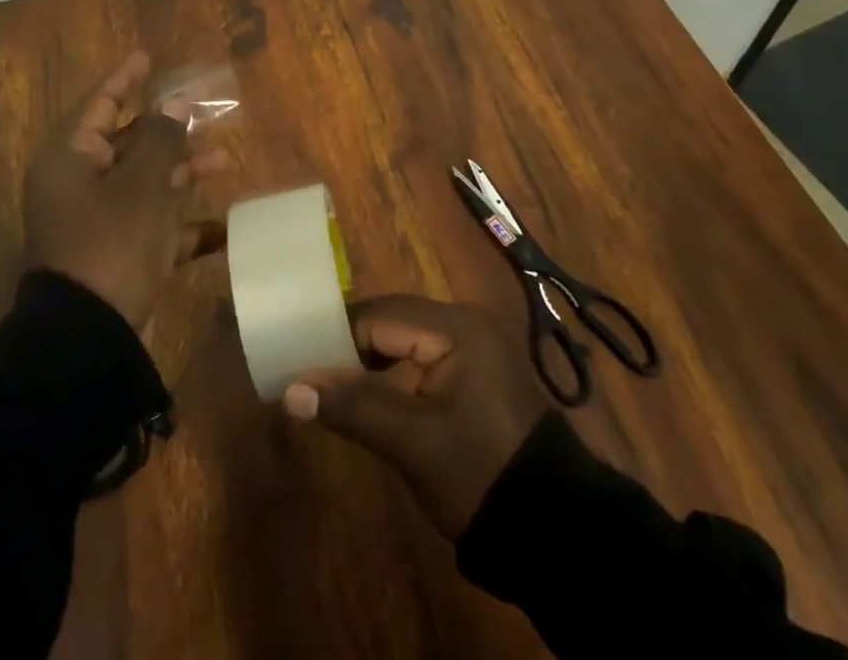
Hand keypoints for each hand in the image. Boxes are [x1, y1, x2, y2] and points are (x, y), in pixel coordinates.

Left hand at [23, 52, 227, 328]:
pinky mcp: (115, 254)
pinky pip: (151, 225)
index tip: (146, 56)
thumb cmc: (112, 244)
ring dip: (181, 171)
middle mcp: (78, 184)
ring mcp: (96, 222)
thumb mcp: (142, 185)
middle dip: (169, 128)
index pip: (100, 104)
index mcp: (70, 159)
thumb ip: (163, 139)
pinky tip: (220, 225)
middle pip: (128, 142)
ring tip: (222, 160)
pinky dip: (181, 223)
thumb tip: (175, 103)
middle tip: (204, 107)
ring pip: (144, 181)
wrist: (90, 340)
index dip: (125, 79)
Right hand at [281, 296, 549, 537]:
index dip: (337, 337)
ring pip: (406, 336)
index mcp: (456, 326)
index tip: (301, 361)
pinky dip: (396, 369)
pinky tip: (376, 393)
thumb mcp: (412, 443)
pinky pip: (425, 352)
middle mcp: (466, 320)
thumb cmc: (480, 475)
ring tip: (336, 385)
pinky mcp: (479, 367)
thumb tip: (291, 389)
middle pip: (392, 319)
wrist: (556, 530)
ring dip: (371, 357)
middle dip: (352, 345)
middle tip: (314, 375)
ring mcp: (477, 342)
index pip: (379, 316)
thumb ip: (352, 407)